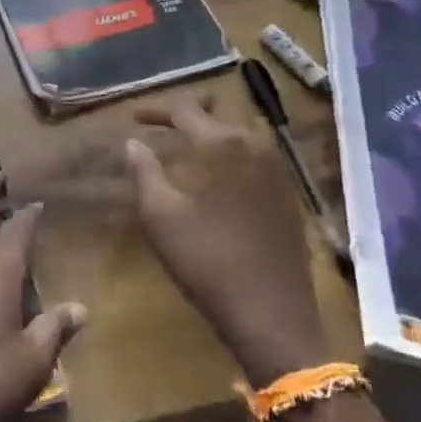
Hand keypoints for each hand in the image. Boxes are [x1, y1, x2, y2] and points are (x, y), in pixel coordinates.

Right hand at [126, 96, 325, 385]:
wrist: (271, 312)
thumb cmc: (206, 259)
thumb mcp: (160, 215)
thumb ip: (144, 171)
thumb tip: (133, 142)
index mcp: (220, 143)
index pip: (184, 109)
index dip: (156, 110)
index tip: (135, 118)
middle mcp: (253, 143)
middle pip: (216, 115)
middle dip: (187, 116)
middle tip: (161, 126)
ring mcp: (276, 168)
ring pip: (239, 133)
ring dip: (212, 134)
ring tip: (188, 148)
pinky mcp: (288, 192)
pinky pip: (255, 155)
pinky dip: (232, 154)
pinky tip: (218, 175)